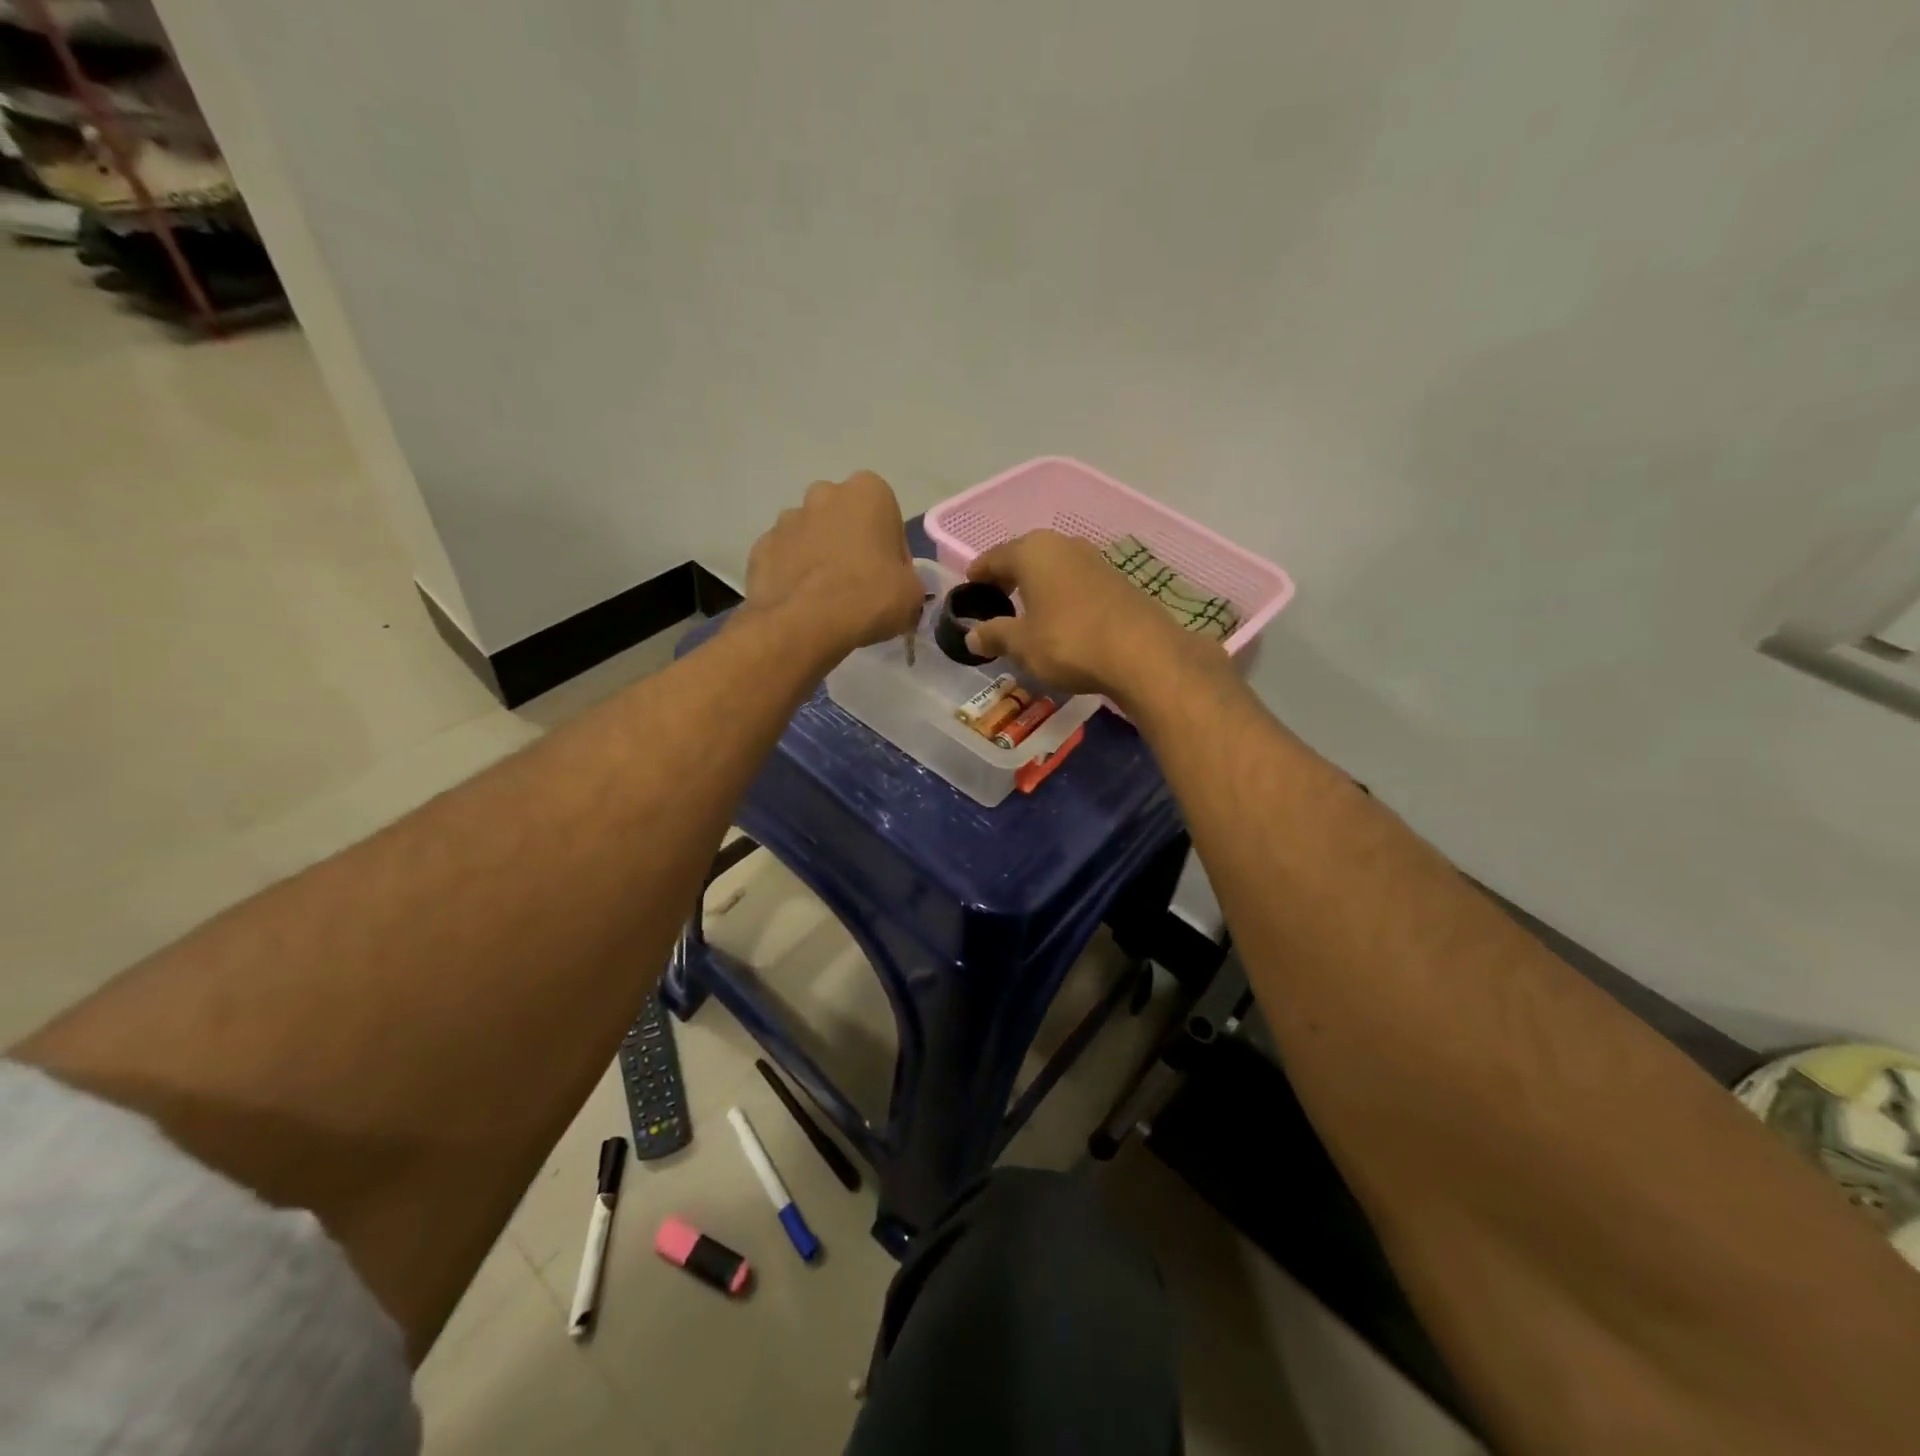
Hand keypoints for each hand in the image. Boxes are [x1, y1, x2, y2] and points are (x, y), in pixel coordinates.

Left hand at [743, 472, 923, 657]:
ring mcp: (786, 519)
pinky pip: (785, 558)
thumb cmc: (868, 597)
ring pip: (812, 536)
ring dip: (820, 557)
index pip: (888, 517)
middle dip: (851, 544)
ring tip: (827, 597)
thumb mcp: (912, 594)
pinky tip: (802, 603)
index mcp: (868, 492)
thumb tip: (898, 586)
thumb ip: (909, 580)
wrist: (804, 624)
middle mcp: (824, 493)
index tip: (890, 578)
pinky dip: (793, 574)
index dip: (892, 551)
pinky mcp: (760, 547)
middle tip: (859, 585)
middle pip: (845, 519)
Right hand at [964, 530, 1221, 700]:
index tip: (968, 592)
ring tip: (1026, 614)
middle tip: (994, 604)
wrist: (1142, 653)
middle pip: (1025, 558)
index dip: (977, 575)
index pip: (993, 557)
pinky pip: (1076, 583)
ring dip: (1037, 588)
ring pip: (1053, 569)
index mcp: (1032, 551)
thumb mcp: (1021, 644)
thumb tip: (972, 636)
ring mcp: (1094, 560)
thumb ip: (994, 635)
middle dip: (1008, 579)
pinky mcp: (1118, 580)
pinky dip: (1061, 597)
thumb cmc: (1068, 642)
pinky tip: (1060, 621)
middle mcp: (1063, 545)